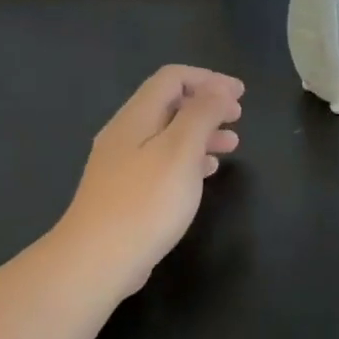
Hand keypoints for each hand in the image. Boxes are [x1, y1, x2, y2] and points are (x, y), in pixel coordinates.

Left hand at [59, 66, 243, 298]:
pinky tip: (205, 173)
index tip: (241, 95)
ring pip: (168, 135)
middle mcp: (126, 134)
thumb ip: (202, 114)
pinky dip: (189, 158)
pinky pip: (163, 161)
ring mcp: (123, 164)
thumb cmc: (145, 202)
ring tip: (231, 146)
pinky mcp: (126, 191)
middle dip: (207, 105)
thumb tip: (219, 88)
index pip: (172, 78)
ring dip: (202, 133)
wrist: (97, 260)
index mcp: (136, 117)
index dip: (209, 79)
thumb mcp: (181, 151)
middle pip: (169, 104)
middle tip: (238, 118)